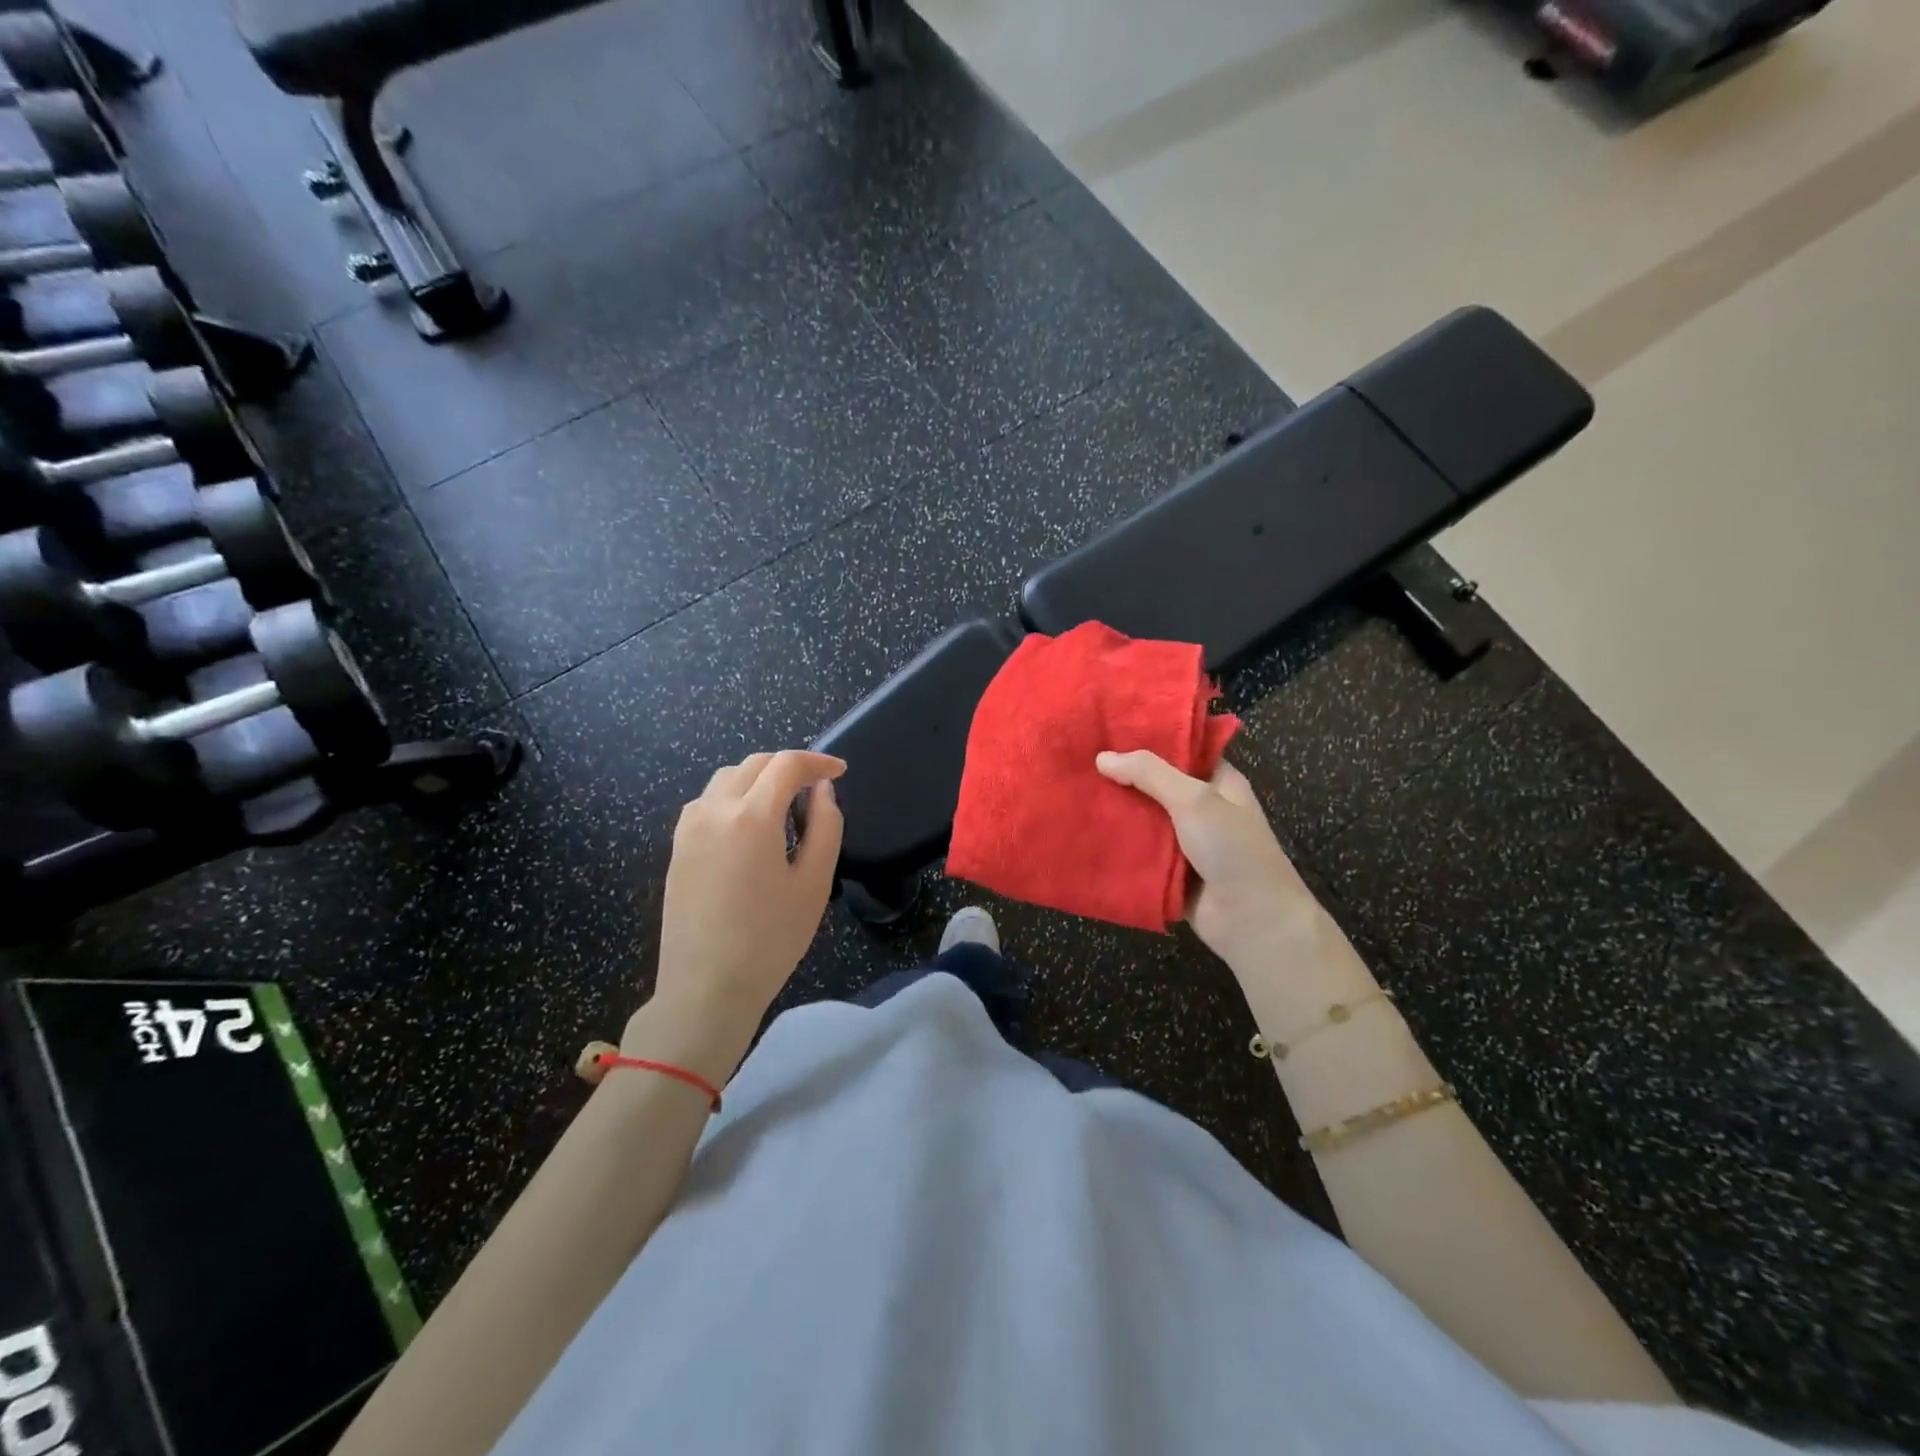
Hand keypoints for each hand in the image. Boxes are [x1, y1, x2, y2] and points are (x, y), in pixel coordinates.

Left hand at [653, 750, 845, 1025]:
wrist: (705, 988)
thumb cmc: (770, 939)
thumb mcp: (814, 883)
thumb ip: (826, 826)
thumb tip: (823, 790)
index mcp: (752, 816)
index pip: (786, 765)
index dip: (818, 762)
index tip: (839, 772)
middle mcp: (714, 810)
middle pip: (754, 764)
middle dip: (789, 766)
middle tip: (817, 786)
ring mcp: (688, 828)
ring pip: (726, 778)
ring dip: (758, 778)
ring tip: (784, 803)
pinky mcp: (676, 847)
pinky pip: (707, 802)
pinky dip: (733, 796)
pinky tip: (748, 825)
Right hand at [1095, 750, 1315, 965]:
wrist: (1252, 922)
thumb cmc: (1233, 850)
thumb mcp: (1195, 800)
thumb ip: (1150, 774)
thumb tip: (1102, 757)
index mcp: (1217, 782)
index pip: (1180, 750)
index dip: (1147, 738)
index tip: (1107, 729)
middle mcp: (1200, 808)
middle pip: (1154, 784)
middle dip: (1121, 776)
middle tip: (1078, 759)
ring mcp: (1183, 841)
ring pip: (1141, 818)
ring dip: (1113, 811)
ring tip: (1072, 791)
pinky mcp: (1167, 871)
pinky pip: (1136, 851)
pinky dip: (1115, 844)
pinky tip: (1081, 831)